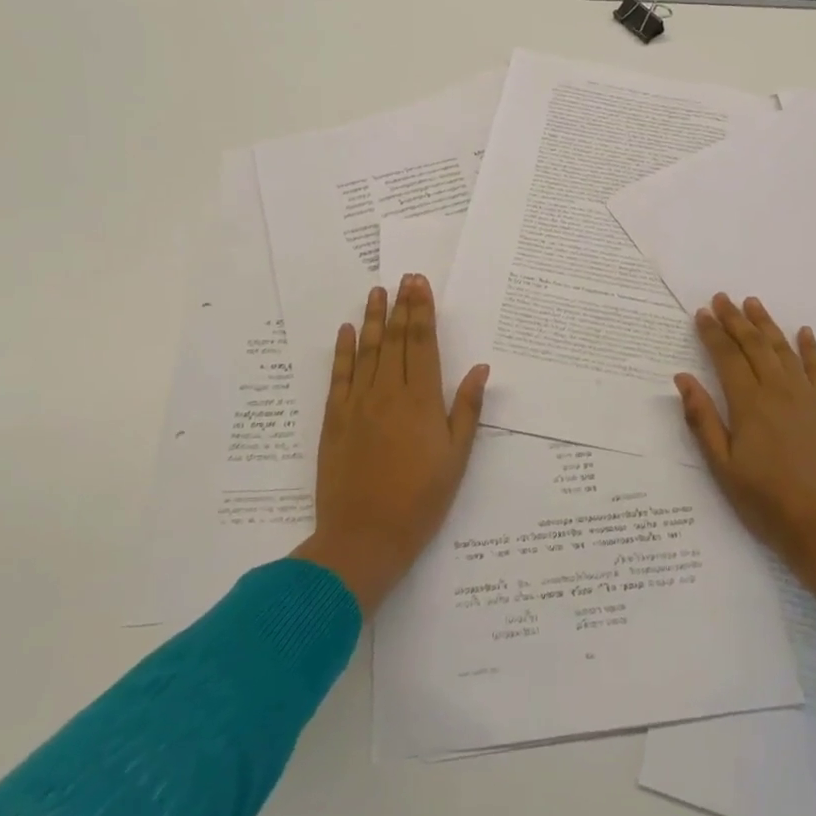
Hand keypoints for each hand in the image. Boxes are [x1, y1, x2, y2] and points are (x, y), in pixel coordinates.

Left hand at [292, 275, 487, 613]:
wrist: (364, 538)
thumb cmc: (420, 501)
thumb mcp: (456, 458)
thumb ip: (467, 410)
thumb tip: (480, 368)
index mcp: (421, 401)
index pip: (422, 344)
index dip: (422, 311)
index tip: (421, 285)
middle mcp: (388, 393)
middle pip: (396, 340)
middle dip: (402, 306)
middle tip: (405, 278)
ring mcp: (358, 404)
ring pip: (368, 350)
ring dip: (374, 318)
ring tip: (377, 291)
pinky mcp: (335, 419)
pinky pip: (339, 375)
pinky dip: (344, 350)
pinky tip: (348, 330)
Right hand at [676, 293, 815, 637]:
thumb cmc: (766, 501)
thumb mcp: (722, 467)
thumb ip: (702, 419)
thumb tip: (682, 378)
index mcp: (748, 403)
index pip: (726, 356)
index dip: (712, 332)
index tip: (702, 313)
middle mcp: (777, 390)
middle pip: (753, 345)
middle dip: (735, 319)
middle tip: (722, 298)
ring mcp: (807, 396)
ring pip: (782, 349)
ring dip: (766, 324)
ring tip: (753, 303)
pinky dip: (809, 347)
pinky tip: (803, 332)